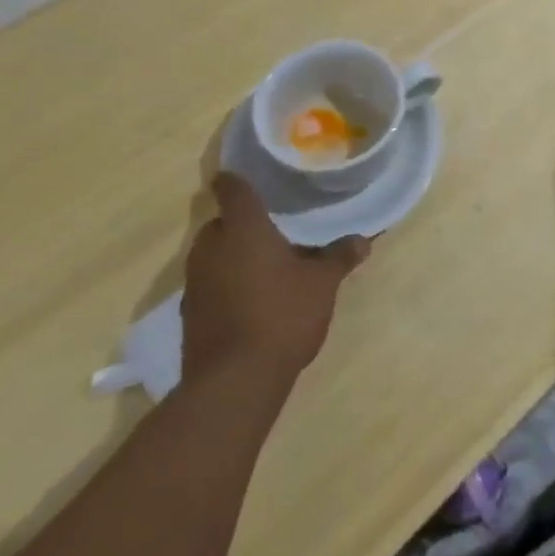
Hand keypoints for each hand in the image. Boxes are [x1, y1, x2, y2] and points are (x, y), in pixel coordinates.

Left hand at [182, 174, 369, 389]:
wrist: (234, 382)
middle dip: (239, 222)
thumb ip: (339, 257)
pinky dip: (226, 283)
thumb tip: (363, 239)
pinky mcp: (191, 315)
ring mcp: (196, 284)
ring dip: (232, 254)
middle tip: (270, 225)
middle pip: (220, 224)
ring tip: (265, 262)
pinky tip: (252, 298)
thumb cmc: (281, 315)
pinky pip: (210, 284)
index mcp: (243, 229)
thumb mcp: (322, 284)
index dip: (235, 179)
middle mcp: (212, 249)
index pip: (234, 191)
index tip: (239, 173)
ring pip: (212, 255)